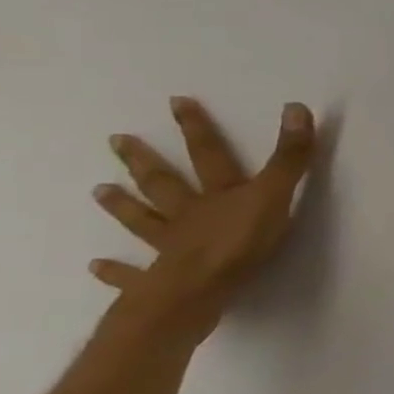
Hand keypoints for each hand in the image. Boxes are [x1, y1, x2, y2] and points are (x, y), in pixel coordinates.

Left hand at [90, 97, 316, 336]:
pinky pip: (133, 275)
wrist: (198, 292)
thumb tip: (297, 107)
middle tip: (117, 140)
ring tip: (100, 191)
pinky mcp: (157, 281)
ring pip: (144, 222)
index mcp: (217, 195)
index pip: (209, 155)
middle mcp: (188, 215)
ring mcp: (168, 247)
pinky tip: (96, 266)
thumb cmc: (240, 243)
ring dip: (123, 207)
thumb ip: (289, 157)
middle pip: (165, 184)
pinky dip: (116, 271)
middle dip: (145, 162)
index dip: (197, 128)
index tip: (176, 102)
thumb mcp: (274, 195)